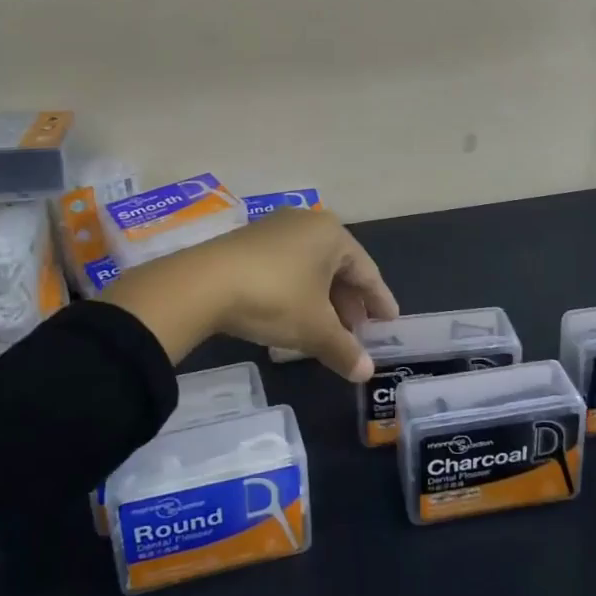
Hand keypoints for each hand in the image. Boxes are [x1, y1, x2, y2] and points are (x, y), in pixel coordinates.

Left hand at [103, 209, 396, 381]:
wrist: (204, 283)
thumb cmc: (274, 297)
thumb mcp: (314, 328)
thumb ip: (344, 349)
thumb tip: (366, 372)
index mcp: (332, 234)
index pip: (367, 270)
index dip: (379, 300)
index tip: (390, 322)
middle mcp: (307, 223)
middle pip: (339, 266)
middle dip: (350, 302)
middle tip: (358, 332)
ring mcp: (275, 229)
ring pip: (311, 267)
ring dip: (323, 299)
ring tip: (327, 330)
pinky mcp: (249, 241)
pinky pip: (287, 266)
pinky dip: (298, 291)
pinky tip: (294, 316)